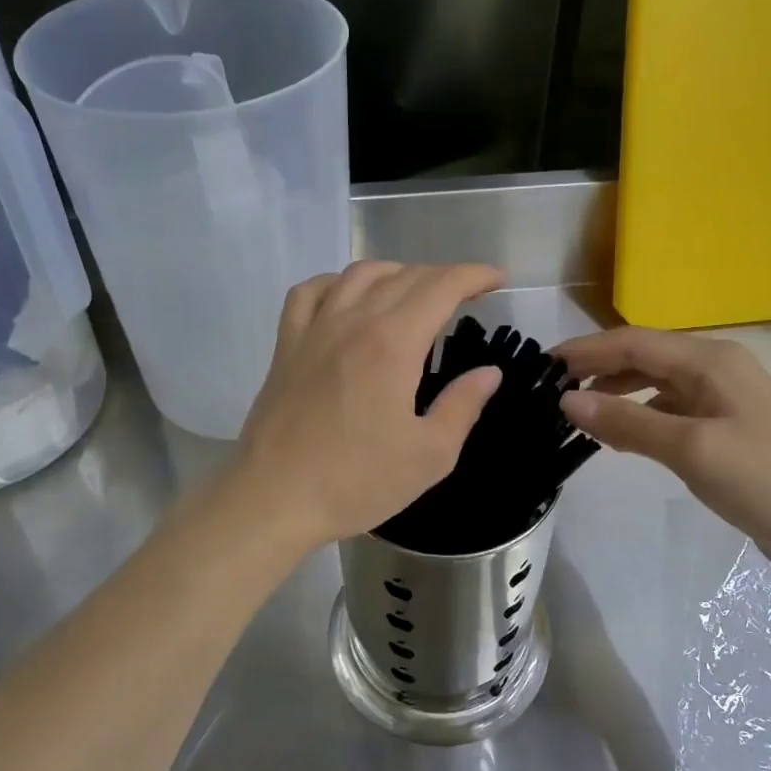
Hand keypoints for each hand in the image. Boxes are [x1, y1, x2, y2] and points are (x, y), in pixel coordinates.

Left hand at [230, 261, 504, 550]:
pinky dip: (337, 282)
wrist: (274, 498)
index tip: (496, 278)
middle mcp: (353, 321)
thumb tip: (488, 373)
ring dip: (396, 272)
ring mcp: (314, 329)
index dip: (473, 275)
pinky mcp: (286, 345)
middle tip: (466, 293)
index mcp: (393, 344)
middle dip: (443, 276)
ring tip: (415, 290)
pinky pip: (310, 292)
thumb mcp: (430, 455)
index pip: (440, 287)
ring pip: (359, 275)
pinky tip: (348, 297)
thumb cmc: (356, 482)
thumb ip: (463, 406)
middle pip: (404, 276)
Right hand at [556, 327, 770, 577]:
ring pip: (655, 382)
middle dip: (596, 369)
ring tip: (577, 412)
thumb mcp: (691, 449)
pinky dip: (640, 414)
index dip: (584, 351)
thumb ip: (627, 421)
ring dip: (616, 392)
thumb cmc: (764, 481)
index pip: (632, 342)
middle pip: (643, 356)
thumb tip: (566, 401)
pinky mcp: (725, 426)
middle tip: (551, 391)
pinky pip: (670, 408)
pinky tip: (620, 434)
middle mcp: (716, 368)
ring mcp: (723, 397)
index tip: (541, 367)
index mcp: (710, 360)